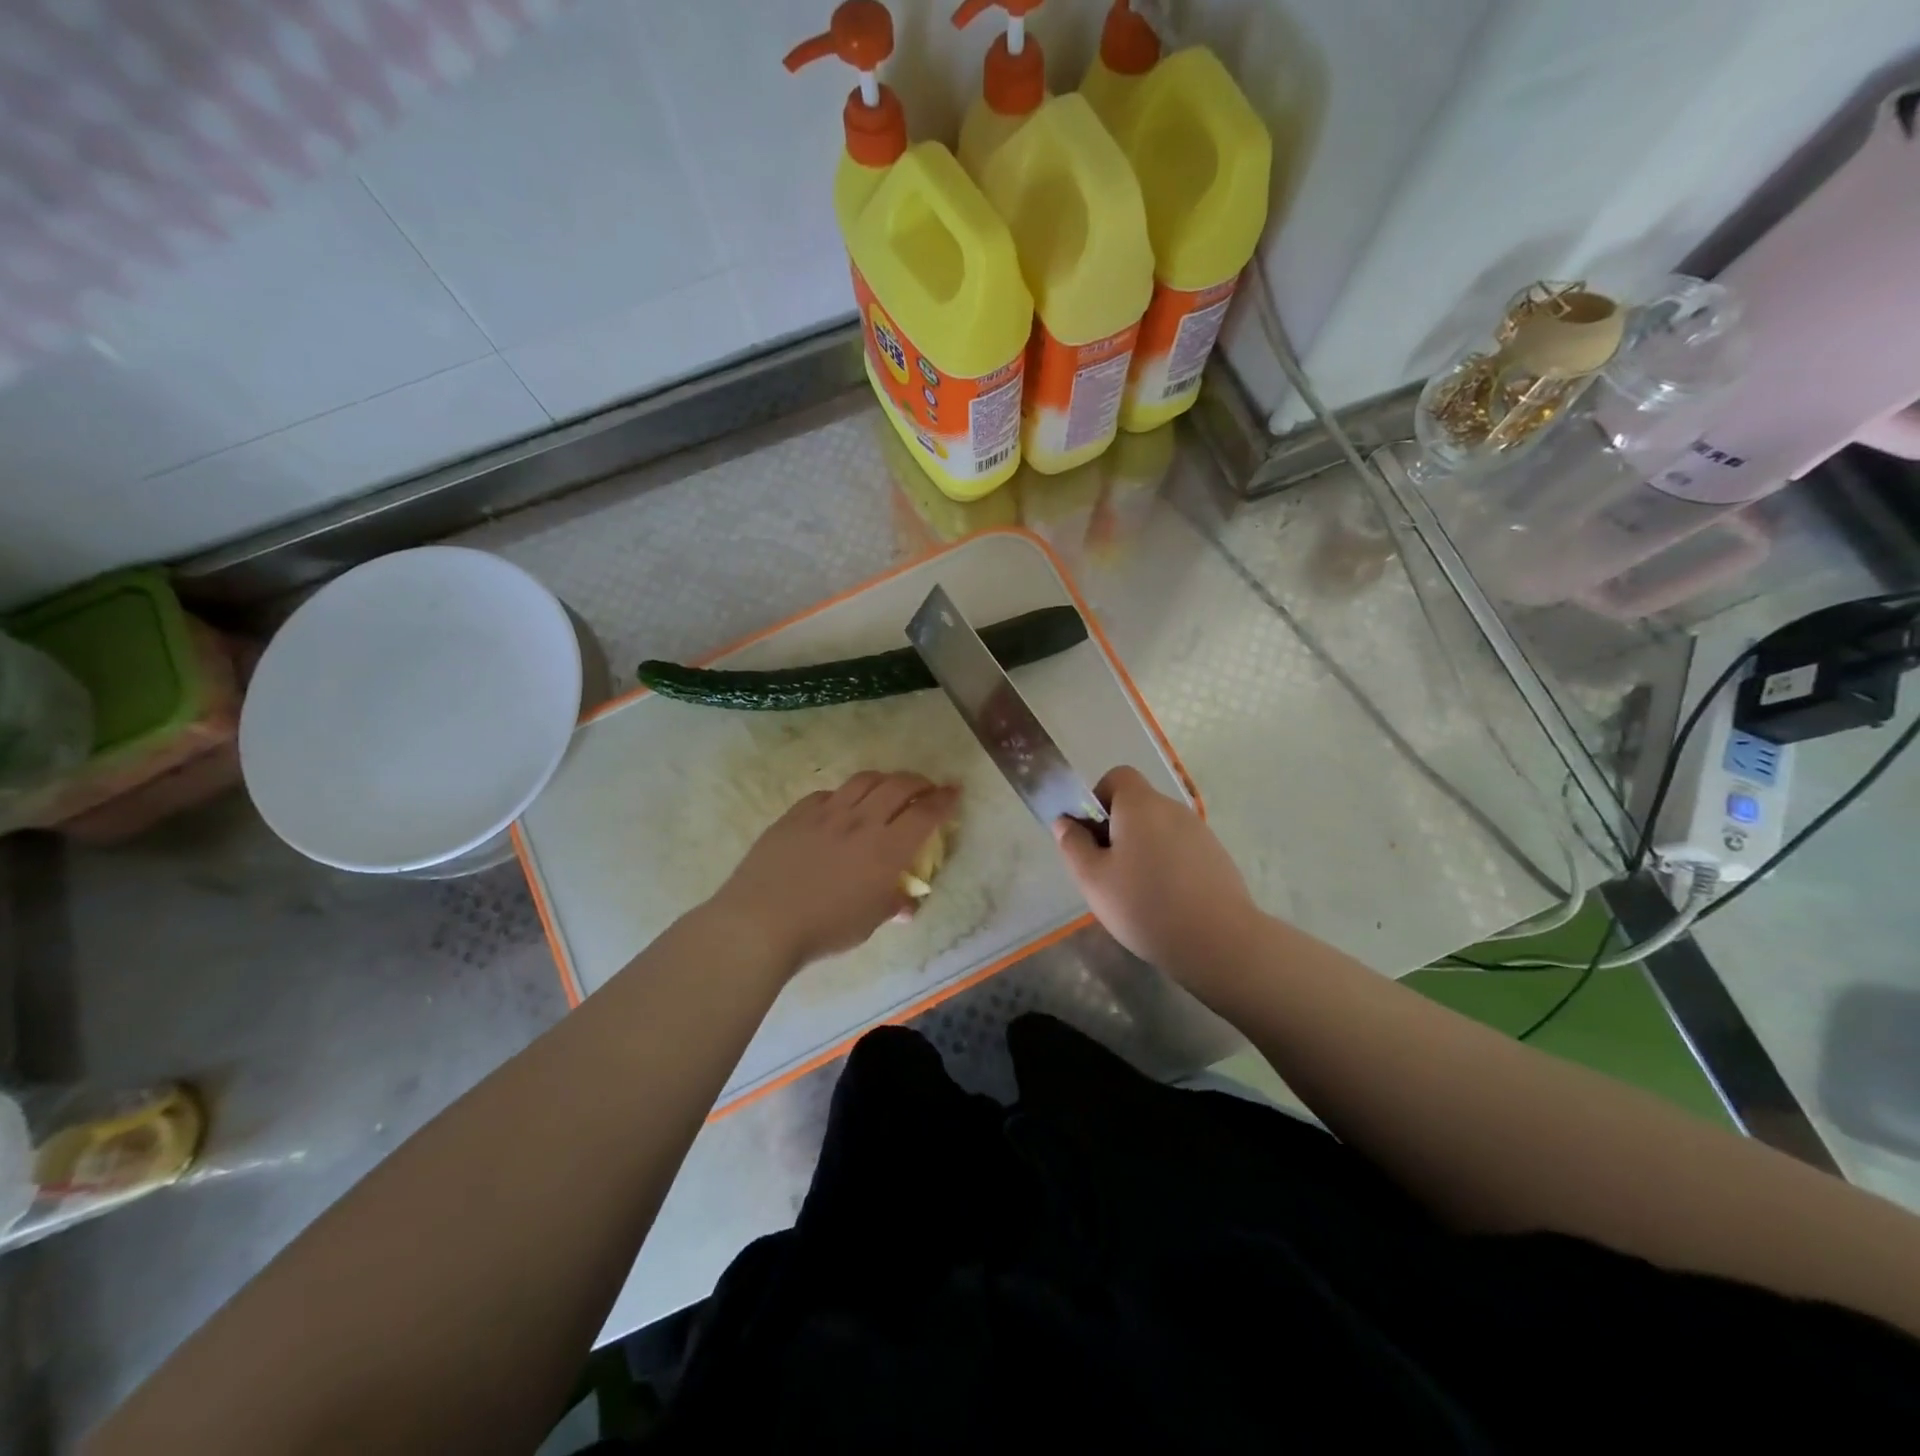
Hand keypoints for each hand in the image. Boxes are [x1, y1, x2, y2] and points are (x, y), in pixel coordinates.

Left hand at [710, 770, 959, 973]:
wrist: (760, 921)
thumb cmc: (823, 929)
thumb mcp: (868, 923)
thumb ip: (892, 905)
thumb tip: (906, 904)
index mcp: (887, 849)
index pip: (925, 814)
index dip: (944, 800)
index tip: (954, 792)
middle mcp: (861, 821)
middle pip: (898, 786)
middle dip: (919, 782)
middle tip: (926, 787)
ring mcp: (826, 813)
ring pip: (864, 780)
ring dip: (884, 779)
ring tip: (889, 787)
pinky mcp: (797, 813)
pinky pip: (829, 793)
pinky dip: (846, 794)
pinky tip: (842, 806)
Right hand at [1053, 766, 1258, 981]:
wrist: (1220, 942)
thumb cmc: (1145, 905)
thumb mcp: (1093, 879)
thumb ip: (1073, 845)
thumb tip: (1065, 822)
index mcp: (1140, 804)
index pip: (1117, 777)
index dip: (1098, 799)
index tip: (1093, 836)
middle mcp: (1172, 808)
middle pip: (1137, 805)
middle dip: (1117, 830)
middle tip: (1108, 872)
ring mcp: (1199, 832)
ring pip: (1159, 829)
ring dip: (1143, 849)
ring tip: (1137, 893)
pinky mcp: (1217, 856)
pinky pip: (1180, 849)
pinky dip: (1168, 865)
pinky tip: (1166, 902)